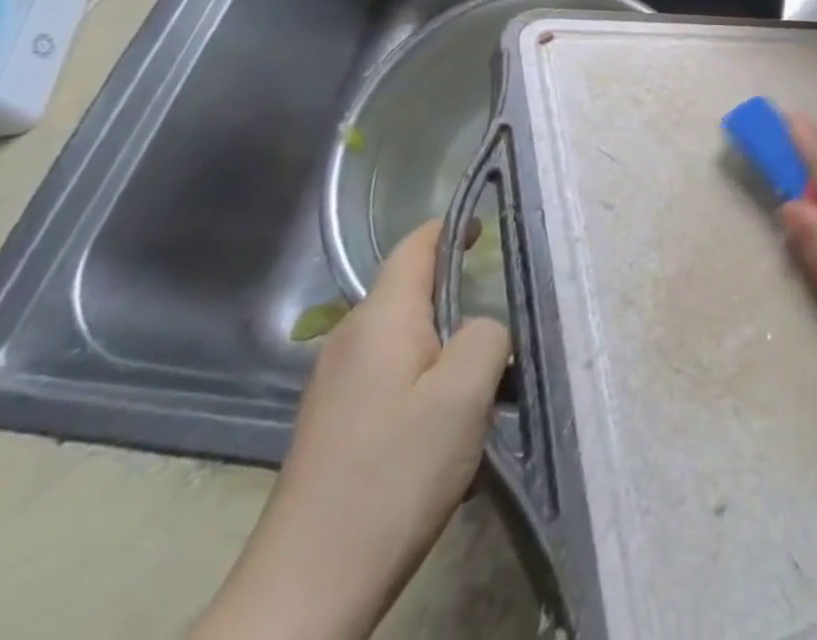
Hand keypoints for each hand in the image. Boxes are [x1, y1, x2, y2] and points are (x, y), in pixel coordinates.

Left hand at [195, 220, 509, 639]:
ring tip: (489, 372)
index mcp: (380, 318)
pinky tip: (451, 421)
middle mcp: (351, 339)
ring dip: (449, 342)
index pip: (418, 244)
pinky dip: (429, 378)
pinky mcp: (337, 423)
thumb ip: (487, 335)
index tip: (493, 227)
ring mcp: (338, 384)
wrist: (307, 590)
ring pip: (408, 336)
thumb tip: (481, 327)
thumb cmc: (393, 475)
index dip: (455, 226)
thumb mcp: (464, 392)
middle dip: (460, 290)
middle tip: (509, 307)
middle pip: (413, 289)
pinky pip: (395, 374)